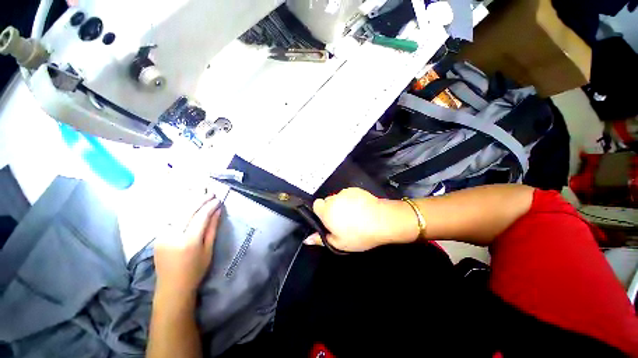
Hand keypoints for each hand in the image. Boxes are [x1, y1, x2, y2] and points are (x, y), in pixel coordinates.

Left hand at [154, 196, 221, 296]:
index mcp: (188, 241)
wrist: (172, 287)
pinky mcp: (157, 236)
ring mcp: (162, 235)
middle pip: (187, 211)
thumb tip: (218, 211)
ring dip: (189, 201)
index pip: (201, 216)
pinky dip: (180, 209)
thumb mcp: (208, 249)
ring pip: (176, 212)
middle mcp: (173, 235)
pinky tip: (187, 204)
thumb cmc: (196, 270)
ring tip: (200, 193)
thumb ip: (212, 228)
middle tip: (210, 193)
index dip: (210, 206)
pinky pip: (170, 218)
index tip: (218, 199)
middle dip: (200, 200)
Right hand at [304, 188, 418, 251]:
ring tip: (354, 215)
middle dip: (332, 209)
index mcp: (327, 211)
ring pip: (339, 198)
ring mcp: (346, 193)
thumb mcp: (338, 243)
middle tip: (342, 220)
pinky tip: (360, 209)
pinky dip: (351, 200)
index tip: (328, 219)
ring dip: (342, 204)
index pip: (316, 204)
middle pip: (328, 201)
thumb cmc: (359, 234)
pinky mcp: (356, 189)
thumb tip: (306, 239)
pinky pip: (349, 194)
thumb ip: (320, 239)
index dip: (320, 212)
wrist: (382, 220)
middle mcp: (334, 199)